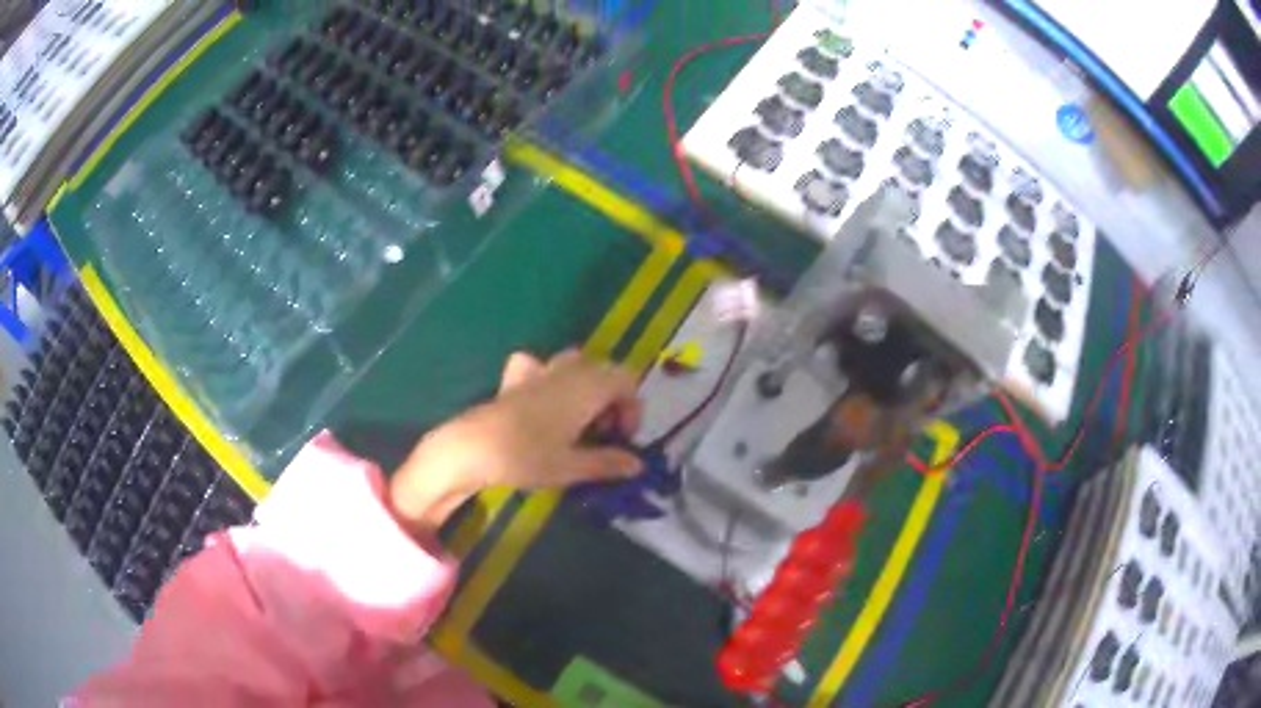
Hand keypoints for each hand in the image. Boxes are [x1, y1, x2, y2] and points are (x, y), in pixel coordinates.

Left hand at [389, 351, 643, 537]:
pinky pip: (540, 366)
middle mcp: (569, 370)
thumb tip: (637, 465)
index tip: (623, 440)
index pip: (627, 382)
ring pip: (576, 365)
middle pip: (604, 372)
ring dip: (586, 387)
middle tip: (602, 436)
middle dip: (611, 401)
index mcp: (590, 386)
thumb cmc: (529, 456)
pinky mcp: (515, 378)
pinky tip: (542, 398)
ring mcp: (540, 370)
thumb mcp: (573, 466)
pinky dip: (548, 377)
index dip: (632, 410)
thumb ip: (608, 462)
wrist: (475, 447)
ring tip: (578, 420)